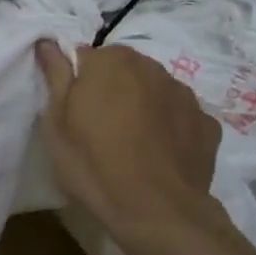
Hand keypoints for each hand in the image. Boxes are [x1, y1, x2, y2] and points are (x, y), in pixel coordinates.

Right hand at [36, 41, 224, 253]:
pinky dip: (171, 127)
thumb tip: (48, 42)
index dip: (77, 84)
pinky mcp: (207, 122)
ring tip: (133, 145)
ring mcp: (184, 94)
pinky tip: (161, 155)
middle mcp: (150, 67)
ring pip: (154, 90)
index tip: (75, 112)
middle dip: (112, 90)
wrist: (157, 212)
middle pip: (123, 70)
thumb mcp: (57, 124)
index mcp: (110, 61)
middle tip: (100, 130)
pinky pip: (180, 115)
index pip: (85, 58)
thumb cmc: (94, 165)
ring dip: (143, 105)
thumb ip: (55, 77)